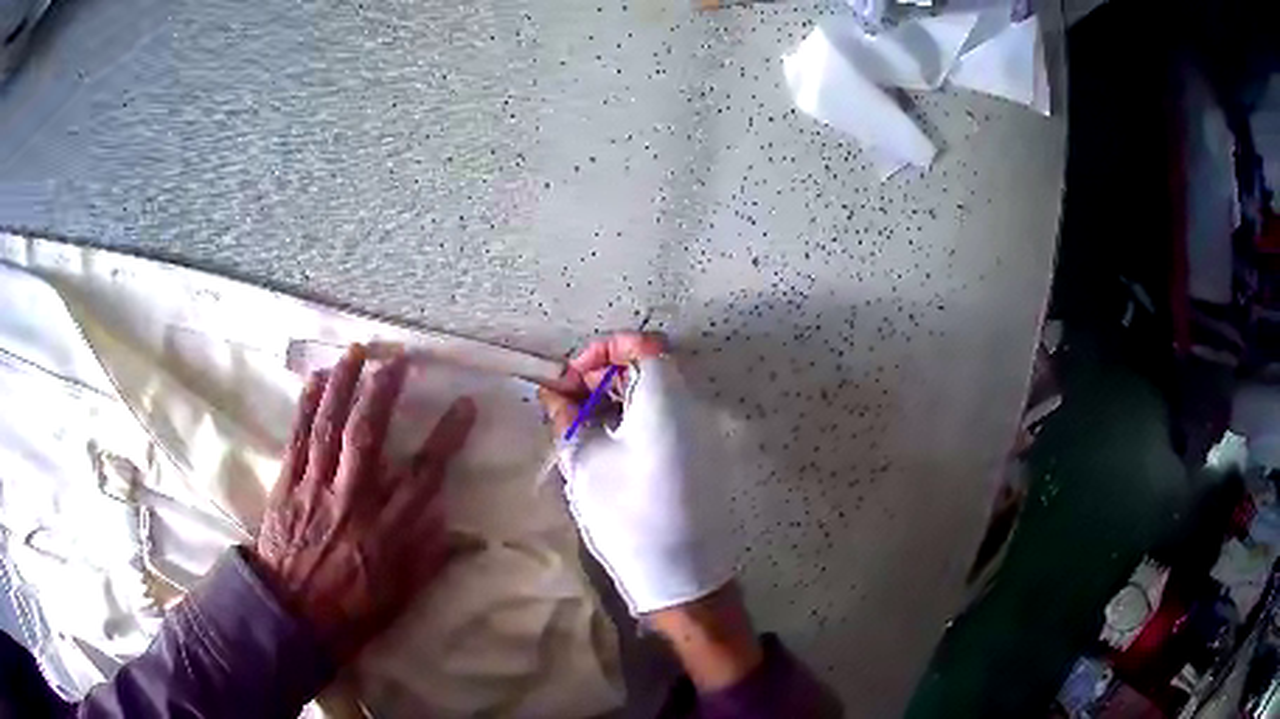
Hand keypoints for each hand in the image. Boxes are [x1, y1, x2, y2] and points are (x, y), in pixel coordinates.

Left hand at [254, 344, 476, 661]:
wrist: (291, 616)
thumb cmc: (351, 610)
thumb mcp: (401, 596)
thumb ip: (429, 558)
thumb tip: (458, 526)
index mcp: (386, 531)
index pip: (424, 474)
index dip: (447, 436)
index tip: (464, 405)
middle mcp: (352, 500)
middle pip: (369, 434)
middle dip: (385, 391)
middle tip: (399, 359)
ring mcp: (316, 488)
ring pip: (331, 426)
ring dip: (344, 384)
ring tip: (357, 351)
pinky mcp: (287, 484)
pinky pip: (298, 437)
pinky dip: (307, 404)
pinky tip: (316, 379)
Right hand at [537, 332, 739, 615]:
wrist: (681, 574)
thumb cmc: (628, 515)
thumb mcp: (585, 462)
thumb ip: (566, 417)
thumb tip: (551, 391)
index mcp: (665, 397)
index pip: (640, 343)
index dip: (602, 350)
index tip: (572, 378)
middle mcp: (689, 405)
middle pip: (647, 365)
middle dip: (602, 375)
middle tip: (566, 404)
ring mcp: (698, 431)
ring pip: (653, 393)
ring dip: (614, 398)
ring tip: (579, 427)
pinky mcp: (696, 455)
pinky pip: (663, 418)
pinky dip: (631, 419)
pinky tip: (604, 444)